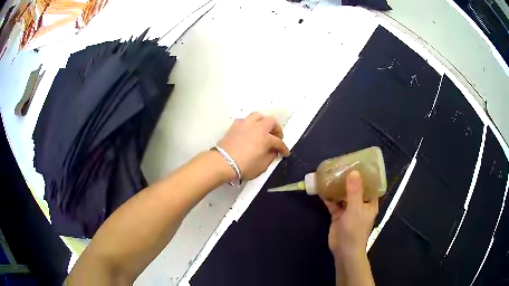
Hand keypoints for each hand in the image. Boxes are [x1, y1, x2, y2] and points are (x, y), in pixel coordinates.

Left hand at [217, 112, 289, 180]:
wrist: (223, 162)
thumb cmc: (244, 166)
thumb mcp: (262, 166)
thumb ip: (270, 157)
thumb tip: (273, 151)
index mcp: (266, 137)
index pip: (279, 142)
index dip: (283, 148)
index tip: (285, 153)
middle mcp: (257, 127)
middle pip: (271, 122)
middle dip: (276, 129)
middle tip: (276, 137)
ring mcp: (245, 124)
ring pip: (258, 116)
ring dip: (263, 122)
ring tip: (263, 130)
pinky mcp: (235, 126)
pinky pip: (245, 120)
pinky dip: (250, 124)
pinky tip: (249, 131)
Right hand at [321, 171, 377, 259]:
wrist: (344, 250)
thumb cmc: (355, 229)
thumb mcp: (356, 209)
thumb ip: (354, 191)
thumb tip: (354, 172)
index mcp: (369, 202)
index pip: (370, 185)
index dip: (365, 175)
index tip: (358, 163)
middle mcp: (360, 204)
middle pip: (355, 188)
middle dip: (348, 178)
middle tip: (341, 165)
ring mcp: (348, 209)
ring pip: (343, 195)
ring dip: (337, 187)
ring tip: (331, 173)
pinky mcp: (338, 215)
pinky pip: (333, 203)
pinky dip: (328, 197)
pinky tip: (321, 188)